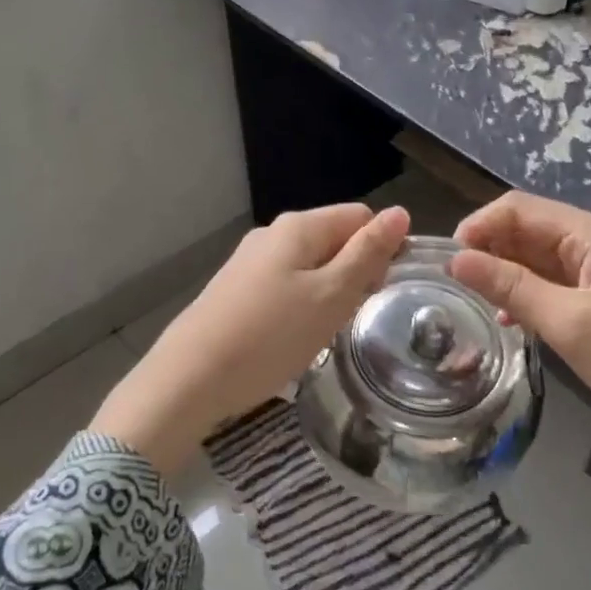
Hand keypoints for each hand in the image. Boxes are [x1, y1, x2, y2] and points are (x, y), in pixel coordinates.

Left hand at [92, 204, 410, 475]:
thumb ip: (367, 253)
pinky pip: (285, 285)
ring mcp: (250, 261)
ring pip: (310, 266)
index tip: (381, 290)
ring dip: (328, 292)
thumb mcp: (332, 295)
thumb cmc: (271, 335)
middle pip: (333, 239)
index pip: (360, 217)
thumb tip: (399, 213)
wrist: (191, 377)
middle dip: (354, 272)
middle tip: (353, 315)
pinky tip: (293, 336)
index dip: (381, 247)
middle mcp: (272, 234)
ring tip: (325, 331)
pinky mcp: (235, 289)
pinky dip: (301, 305)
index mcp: (298, 226)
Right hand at [449, 192, 590, 514]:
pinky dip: (526, 293)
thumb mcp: (567, 322)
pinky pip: (552, 282)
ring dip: (505, 272)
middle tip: (455, 283)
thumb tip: (456, 260)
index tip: (449, 260)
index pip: (521, 208)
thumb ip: (510, 286)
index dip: (480, 225)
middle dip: (489, 248)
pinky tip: (508, 317)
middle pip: (529, 229)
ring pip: (537, 257)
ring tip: (475, 300)